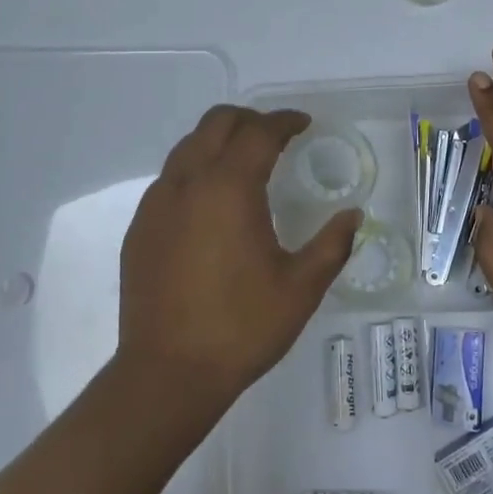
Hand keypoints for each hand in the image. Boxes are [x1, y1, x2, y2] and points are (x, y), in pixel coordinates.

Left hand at [118, 106, 360, 411]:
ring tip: (244, 163)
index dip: (284, 121)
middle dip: (249, 119)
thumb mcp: (301, 288)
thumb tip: (352, 216)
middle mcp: (189, 182)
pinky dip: (195, 169)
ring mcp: (157, 203)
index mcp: (229, 188)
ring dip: (219, 141)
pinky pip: (170, 177)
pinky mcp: (140, 227)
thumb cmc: (241, 327)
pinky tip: (210, 203)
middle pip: (216, 123)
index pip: (259, 132)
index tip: (303, 124)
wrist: (167, 373)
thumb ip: (332, 244)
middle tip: (275, 136)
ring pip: (188, 146)